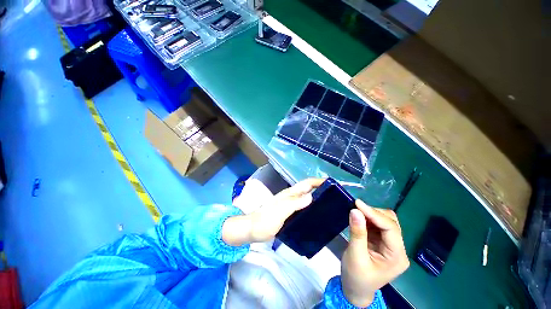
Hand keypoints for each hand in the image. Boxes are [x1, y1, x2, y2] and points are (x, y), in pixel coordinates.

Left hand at [222, 178, 324, 245]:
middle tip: (335, 198)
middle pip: (308, 190)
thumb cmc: (266, 219)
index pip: (307, 183)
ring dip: (316, 199)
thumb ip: (295, 203)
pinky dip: (310, 209)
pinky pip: (302, 208)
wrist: (253, 230)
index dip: (318, 181)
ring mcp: (290, 206)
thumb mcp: (281, 210)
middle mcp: (291, 197)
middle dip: (320, 190)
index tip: (332, 184)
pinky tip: (316, 217)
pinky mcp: (289, 214)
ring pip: (306, 199)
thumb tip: (312, 196)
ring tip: (330, 207)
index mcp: (290, 193)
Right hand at [341, 200, 409, 306]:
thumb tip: (354, 210)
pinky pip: (377, 225)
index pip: (391, 228)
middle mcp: (398, 249)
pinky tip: (359, 218)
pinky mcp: (382, 242)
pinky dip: (367, 219)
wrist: (355, 289)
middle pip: (391, 222)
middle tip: (355, 208)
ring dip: (370, 215)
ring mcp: (390, 245)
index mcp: (397, 257)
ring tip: (356, 213)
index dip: (374, 214)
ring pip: (385, 221)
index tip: (357, 203)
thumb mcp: (355, 256)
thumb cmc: (356, 277)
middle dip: (373, 213)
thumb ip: (357, 232)